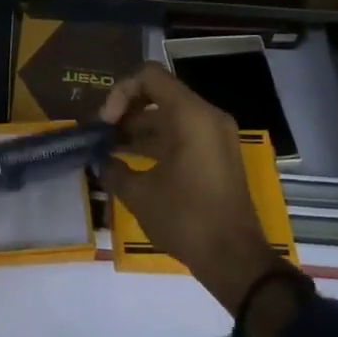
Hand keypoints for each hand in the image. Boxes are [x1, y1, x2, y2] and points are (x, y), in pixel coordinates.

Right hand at [99, 63, 288, 316]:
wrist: (235, 259)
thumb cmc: (186, 219)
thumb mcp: (139, 195)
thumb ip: (114, 170)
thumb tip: (102, 162)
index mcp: (190, 115)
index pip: (149, 76)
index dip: (120, 92)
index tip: (106, 123)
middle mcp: (207, 117)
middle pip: (159, 94)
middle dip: (127, 112)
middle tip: (103, 136)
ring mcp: (216, 136)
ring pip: (170, 116)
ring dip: (140, 130)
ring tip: (111, 151)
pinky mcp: (218, 156)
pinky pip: (183, 135)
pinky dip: (158, 143)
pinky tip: (133, 164)